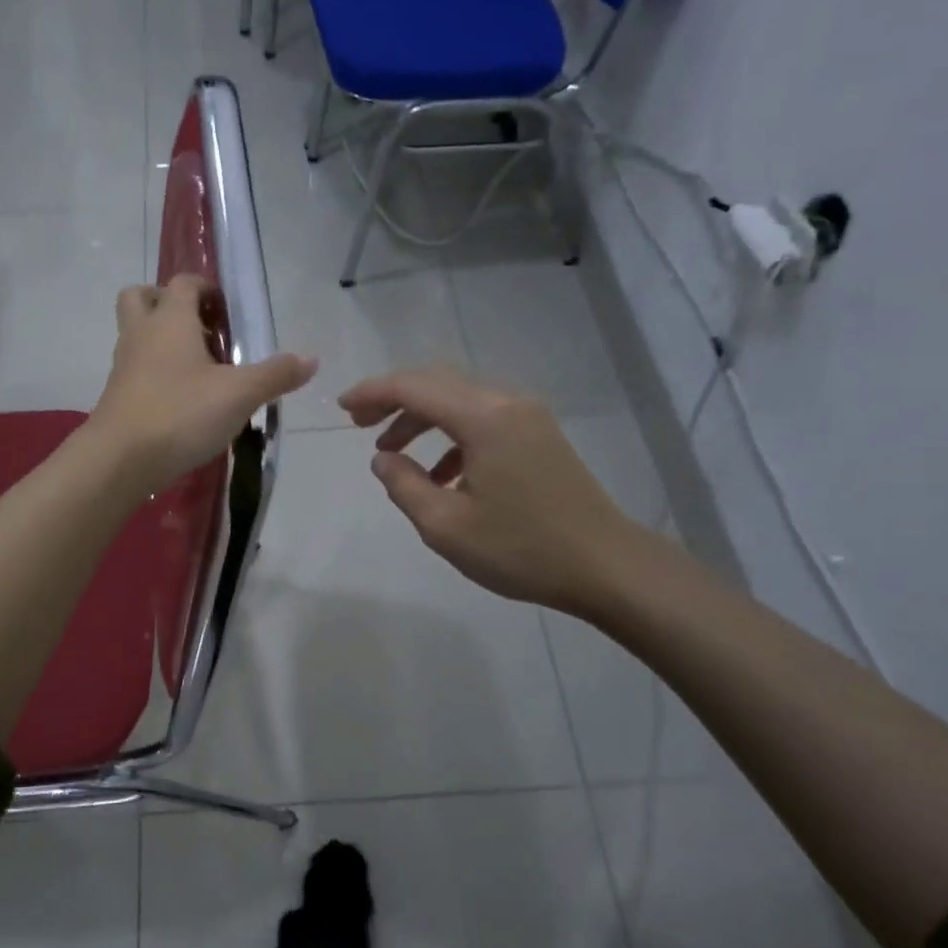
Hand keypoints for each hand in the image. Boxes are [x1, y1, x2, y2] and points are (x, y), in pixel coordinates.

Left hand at [89, 276, 315, 493]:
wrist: (120, 459)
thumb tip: (311, 359)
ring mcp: (123, 365)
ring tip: (198, 370)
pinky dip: (156, 374)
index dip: (207, 289)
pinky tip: (182, 401)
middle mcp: (141, 333)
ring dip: (162, 341)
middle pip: (142, 297)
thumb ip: (276, 375)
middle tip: (200, 329)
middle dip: (168, 303)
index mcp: (170, 320)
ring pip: (137, 335)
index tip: (228, 313)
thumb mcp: (239, 394)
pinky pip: (135, 370)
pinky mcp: (117, 396)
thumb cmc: (181, 413)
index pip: (184, 283)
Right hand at [338, 365, 654, 616]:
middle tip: (358, 424)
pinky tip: (440, 474)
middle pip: (436, 382)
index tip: (341, 408)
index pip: (414, 386)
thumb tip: (383, 459)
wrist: (606, 565)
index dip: (372, 392)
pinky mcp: (538, 435)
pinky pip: (482, 419)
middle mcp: (506, 403)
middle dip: (393, 398)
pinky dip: (451, 435)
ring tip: (392, 453)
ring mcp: (528, 417)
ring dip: (421, 417)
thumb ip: (404, 485)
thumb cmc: (521, 549)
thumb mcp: (445, 526)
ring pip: (459, 399)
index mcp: (484, 419)